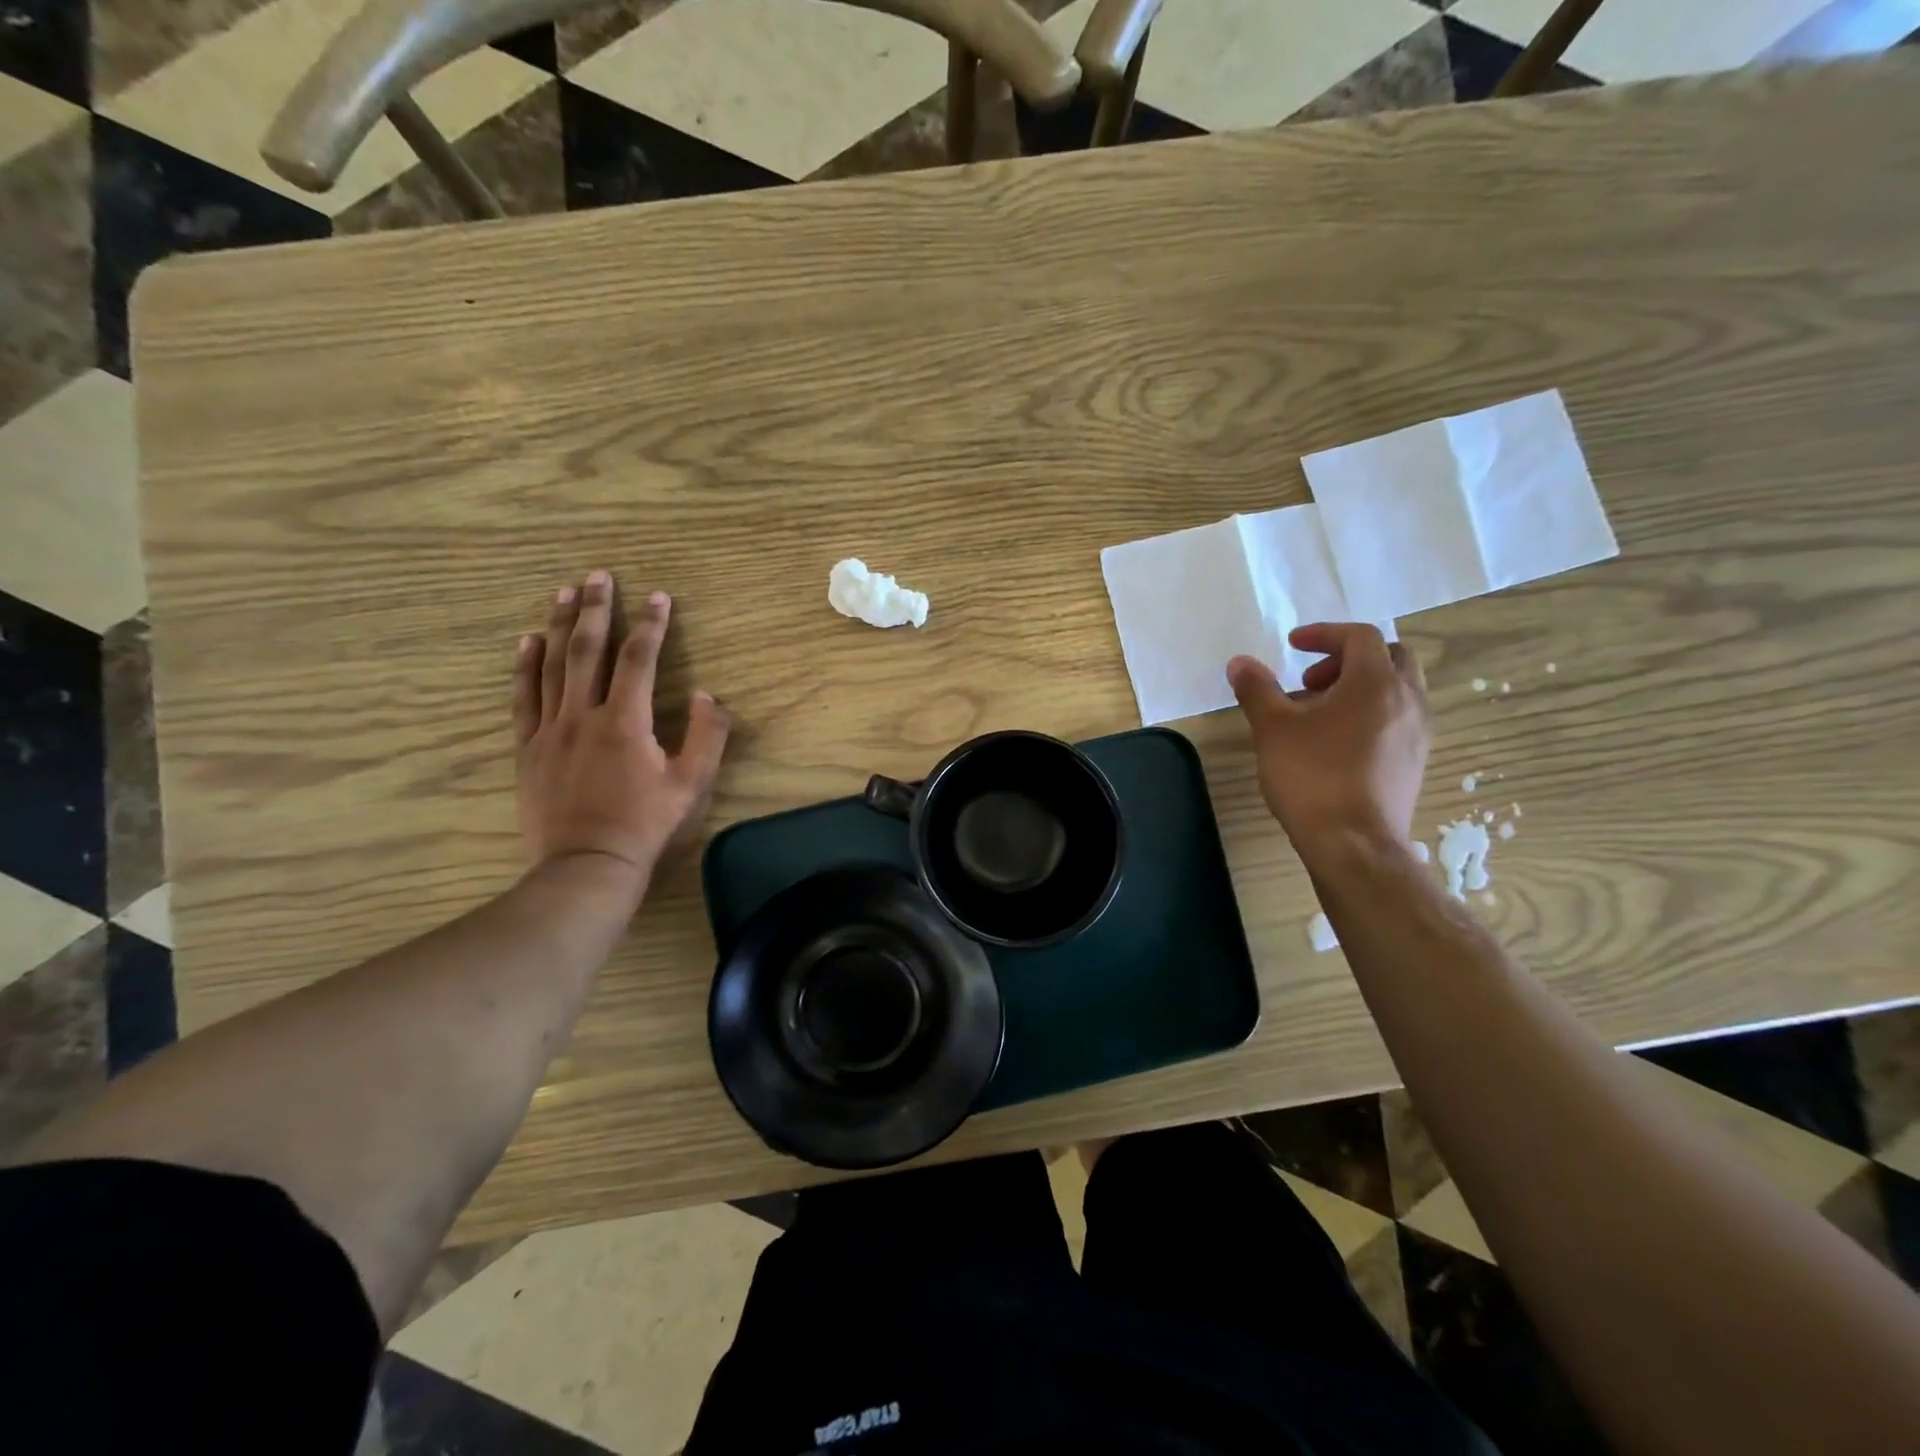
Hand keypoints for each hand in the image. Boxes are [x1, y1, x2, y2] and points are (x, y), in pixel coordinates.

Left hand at [513, 572, 729, 897]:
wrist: (587, 863)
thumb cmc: (645, 824)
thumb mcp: (692, 784)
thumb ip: (706, 735)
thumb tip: (705, 694)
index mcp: (626, 721)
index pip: (639, 659)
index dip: (651, 625)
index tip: (658, 596)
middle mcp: (583, 715)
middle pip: (588, 650)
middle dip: (596, 609)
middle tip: (598, 575)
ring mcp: (550, 730)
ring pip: (553, 665)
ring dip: (560, 625)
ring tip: (564, 592)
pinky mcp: (529, 748)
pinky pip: (524, 697)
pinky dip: (525, 666)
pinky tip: (527, 641)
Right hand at [1227, 624, 1429, 858]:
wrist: (1353, 844)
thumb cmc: (1312, 777)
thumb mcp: (1273, 728)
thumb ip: (1257, 689)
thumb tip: (1240, 663)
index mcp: (1376, 683)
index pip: (1361, 637)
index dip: (1324, 634)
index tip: (1293, 647)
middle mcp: (1407, 700)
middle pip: (1390, 657)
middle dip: (1348, 659)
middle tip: (1310, 680)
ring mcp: (1417, 733)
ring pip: (1396, 689)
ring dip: (1359, 687)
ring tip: (1317, 713)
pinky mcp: (1415, 761)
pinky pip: (1397, 719)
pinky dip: (1370, 713)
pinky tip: (1335, 742)